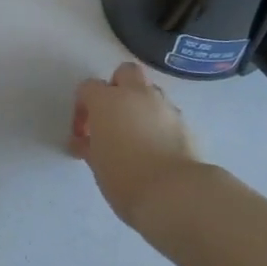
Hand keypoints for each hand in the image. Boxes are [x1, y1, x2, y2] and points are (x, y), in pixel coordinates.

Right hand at [70, 62, 202, 225]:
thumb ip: (88, 145)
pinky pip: (166, 112)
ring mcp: (163, 105)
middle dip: (117, 87)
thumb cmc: (125, 178)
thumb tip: (82, 142)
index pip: (88, 87)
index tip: (83, 132)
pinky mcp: (184, 122)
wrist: (174, 192)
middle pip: (125, 72)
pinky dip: (158, 122)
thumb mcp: (96, 164)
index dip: (82, 107)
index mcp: (107, 100)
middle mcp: (136, 94)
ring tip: (135, 134)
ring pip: (149, 91)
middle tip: (112, 116)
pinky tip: (155, 146)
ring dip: (139, 104)